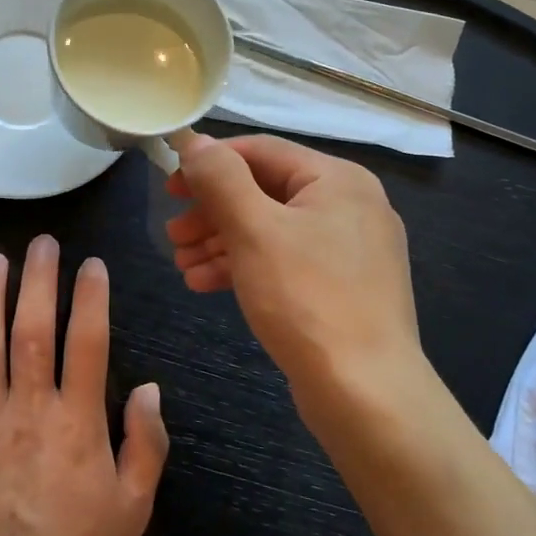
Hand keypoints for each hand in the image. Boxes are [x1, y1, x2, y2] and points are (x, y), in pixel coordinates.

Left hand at [0, 236, 169, 535]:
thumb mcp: (133, 507)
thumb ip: (146, 443)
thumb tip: (149, 388)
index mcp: (77, 422)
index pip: (87, 341)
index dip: (90, 297)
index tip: (90, 265)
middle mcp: (28, 409)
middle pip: (32, 329)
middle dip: (38, 280)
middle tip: (41, 243)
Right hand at [167, 133, 425, 432]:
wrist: (365, 393)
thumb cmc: (306, 299)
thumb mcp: (254, 229)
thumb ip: (221, 178)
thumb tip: (194, 142)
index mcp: (338, 180)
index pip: (262, 151)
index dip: (210, 163)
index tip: (170, 187)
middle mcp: (349, 206)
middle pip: (265, 192)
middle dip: (213, 212)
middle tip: (173, 234)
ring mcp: (349, 251)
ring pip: (271, 230)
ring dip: (221, 242)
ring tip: (181, 264)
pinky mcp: (341, 288)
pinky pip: (284, 262)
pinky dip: (245, 267)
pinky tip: (204, 284)